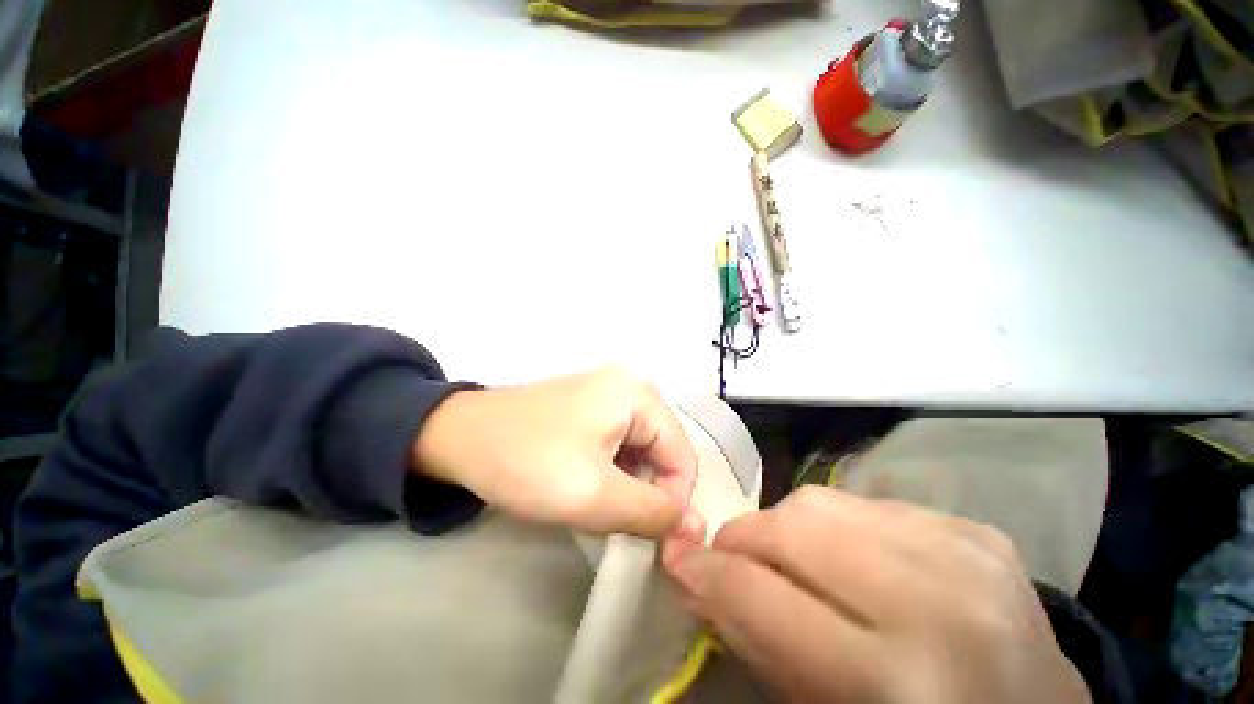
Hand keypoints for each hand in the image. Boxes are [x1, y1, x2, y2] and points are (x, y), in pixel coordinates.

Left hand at [414, 367, 701, 539]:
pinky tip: (588, 483)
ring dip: (628, 482)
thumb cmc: (529, 462)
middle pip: (661, 449)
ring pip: (639, 448)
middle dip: (646, 490)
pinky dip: (612, 469)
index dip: (672, 500)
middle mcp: (630, 386)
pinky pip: (619, 440)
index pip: (681, 455)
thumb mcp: (595, 495)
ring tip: (599, 504)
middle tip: (617, 521)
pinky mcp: (590, 404)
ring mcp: (608, 391)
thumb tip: (696, 526)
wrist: (459, 437)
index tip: (648, 537)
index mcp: (638, 395)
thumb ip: (653, 513)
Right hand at [662, 486, 1091, 703]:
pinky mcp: (978, 533)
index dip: (705, 572)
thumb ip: (758, 643)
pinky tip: (858, 562)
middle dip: (744, 538)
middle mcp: (937, 604)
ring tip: (794, 562)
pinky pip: (871, 505)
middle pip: (793, 524)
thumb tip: (699, 579)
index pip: (761, 593)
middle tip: (732, 559)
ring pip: (825, 502)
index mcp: (897, 680)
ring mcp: (966, 553)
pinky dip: (844, 529)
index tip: (677, 558)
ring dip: (790, 530)